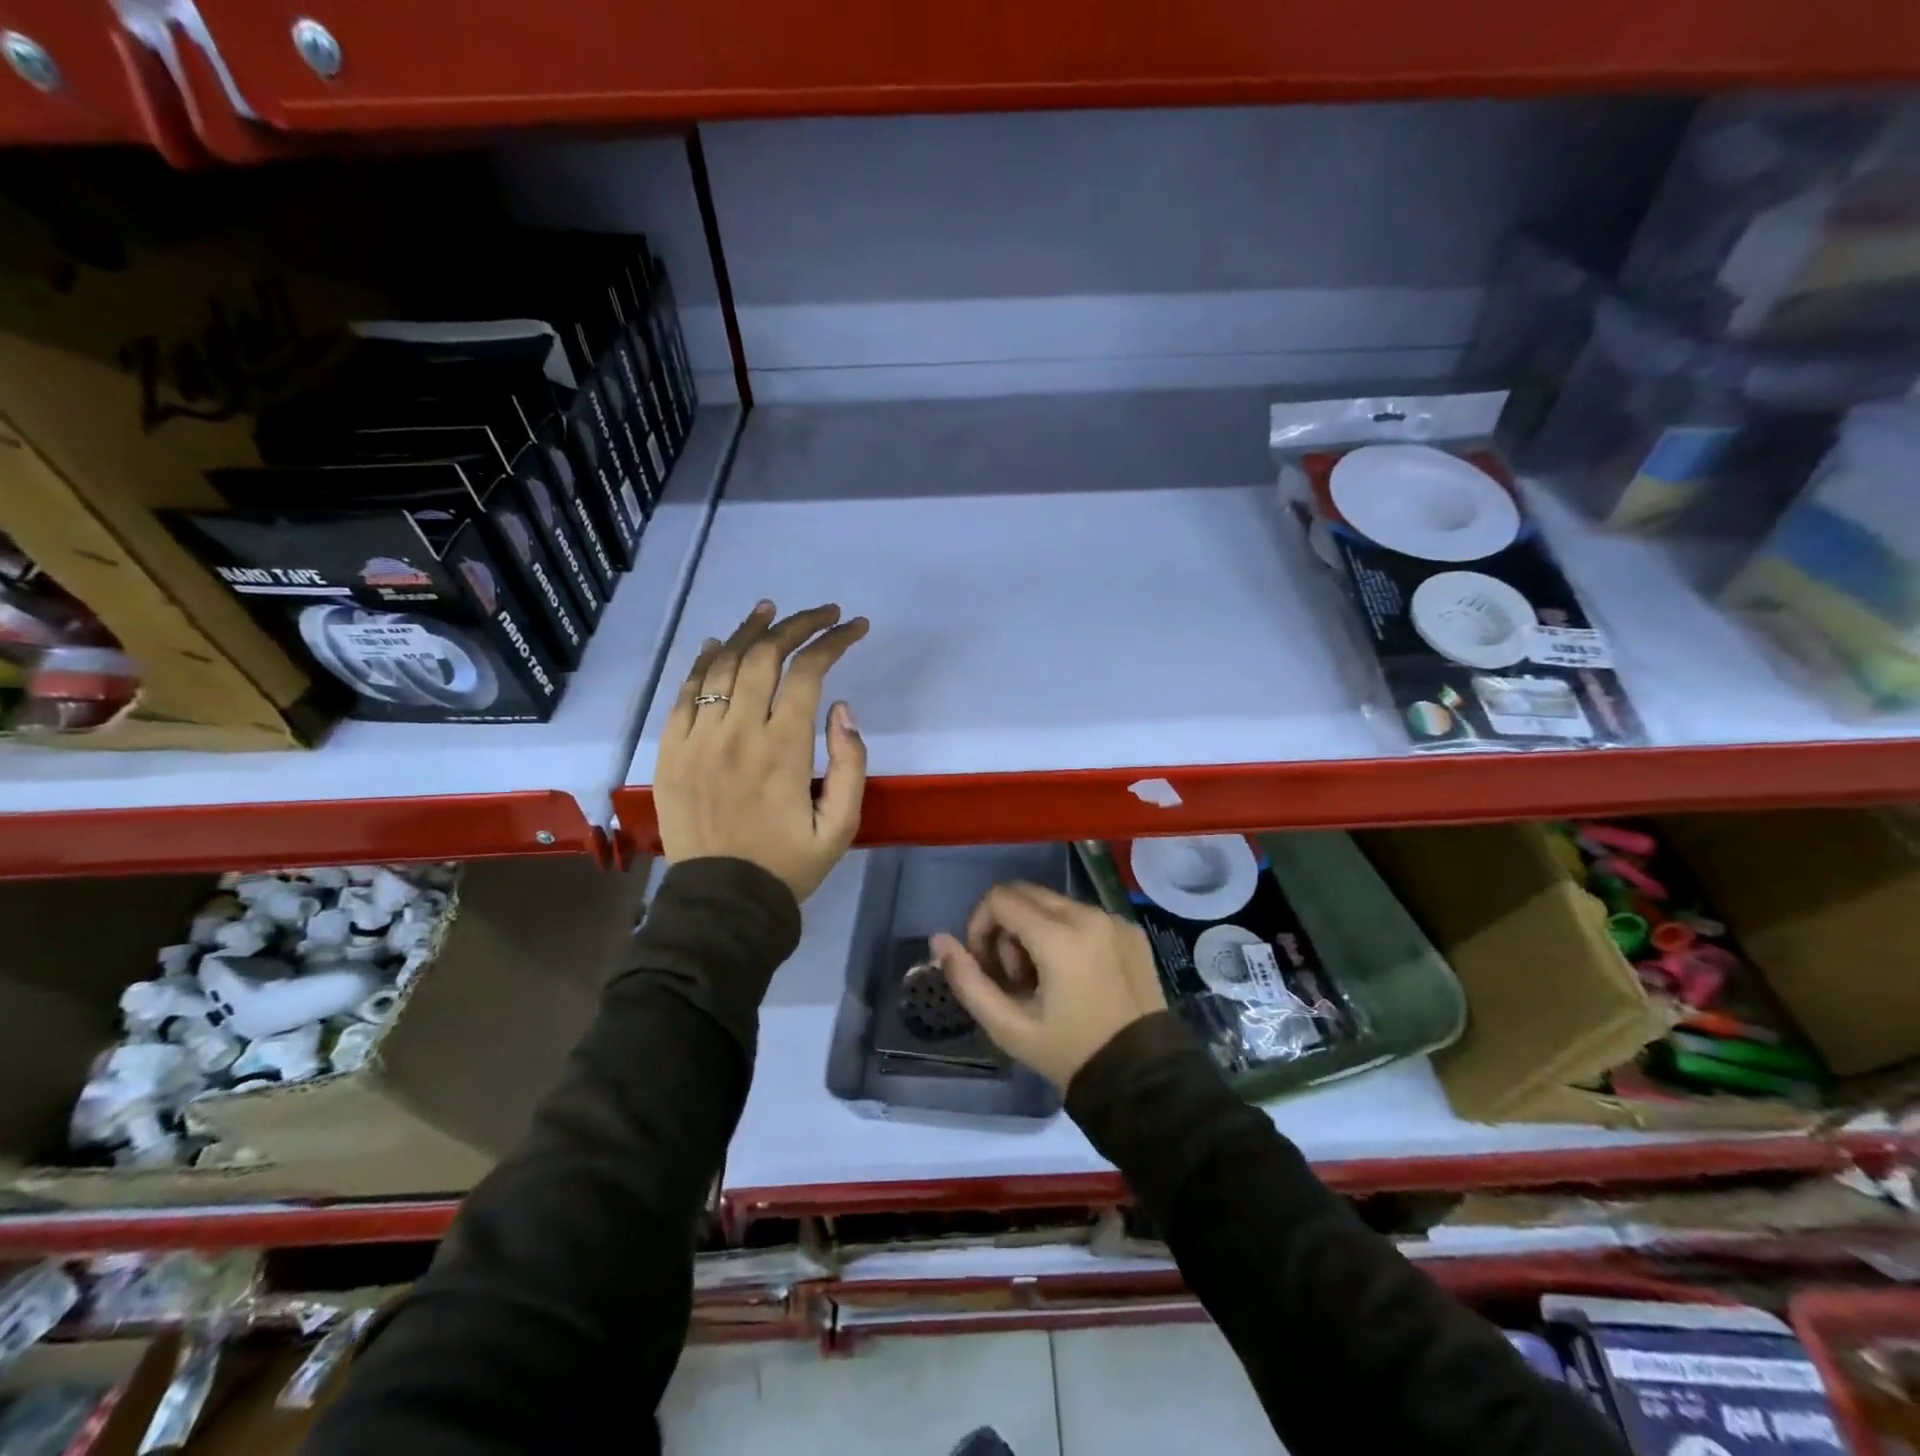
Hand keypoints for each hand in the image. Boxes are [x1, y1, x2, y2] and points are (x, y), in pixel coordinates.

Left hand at [653, 600, 868, 902]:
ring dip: (749, 631)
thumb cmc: (788, 865)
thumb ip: (851, 764)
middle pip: (764, 656)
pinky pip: (684, 693)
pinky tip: (717, 643)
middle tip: (821, 613)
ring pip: (721, 665)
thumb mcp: (841, 827)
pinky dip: (702, 662)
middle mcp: (738, 733)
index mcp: (783, 750)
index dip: (833, 642)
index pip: (808, 673)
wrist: (722, 903)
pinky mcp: (670, 751)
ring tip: (771, 610)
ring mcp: (697, 739)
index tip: (854, 628)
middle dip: (797, 625)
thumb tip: (842, 708)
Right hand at [931, 882, 1166, 1088]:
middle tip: (1013, 975)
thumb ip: (968, 980)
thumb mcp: (1009, 1027)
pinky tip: (1074, 978)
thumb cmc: (1070, 1054)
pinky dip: (1066, 934)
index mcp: (1059, 936)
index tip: (985, 965)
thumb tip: (939, 940)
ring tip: (1043, 981)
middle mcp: (1088, 915)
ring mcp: (1114, 920)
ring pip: (1054, 903)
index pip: (999, 899)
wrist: (1145, 1080)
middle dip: (1006, 927)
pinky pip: (1084, 916)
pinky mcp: (1132, 930)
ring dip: (1035, 930)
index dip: (979, 926)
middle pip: (1026, 894)